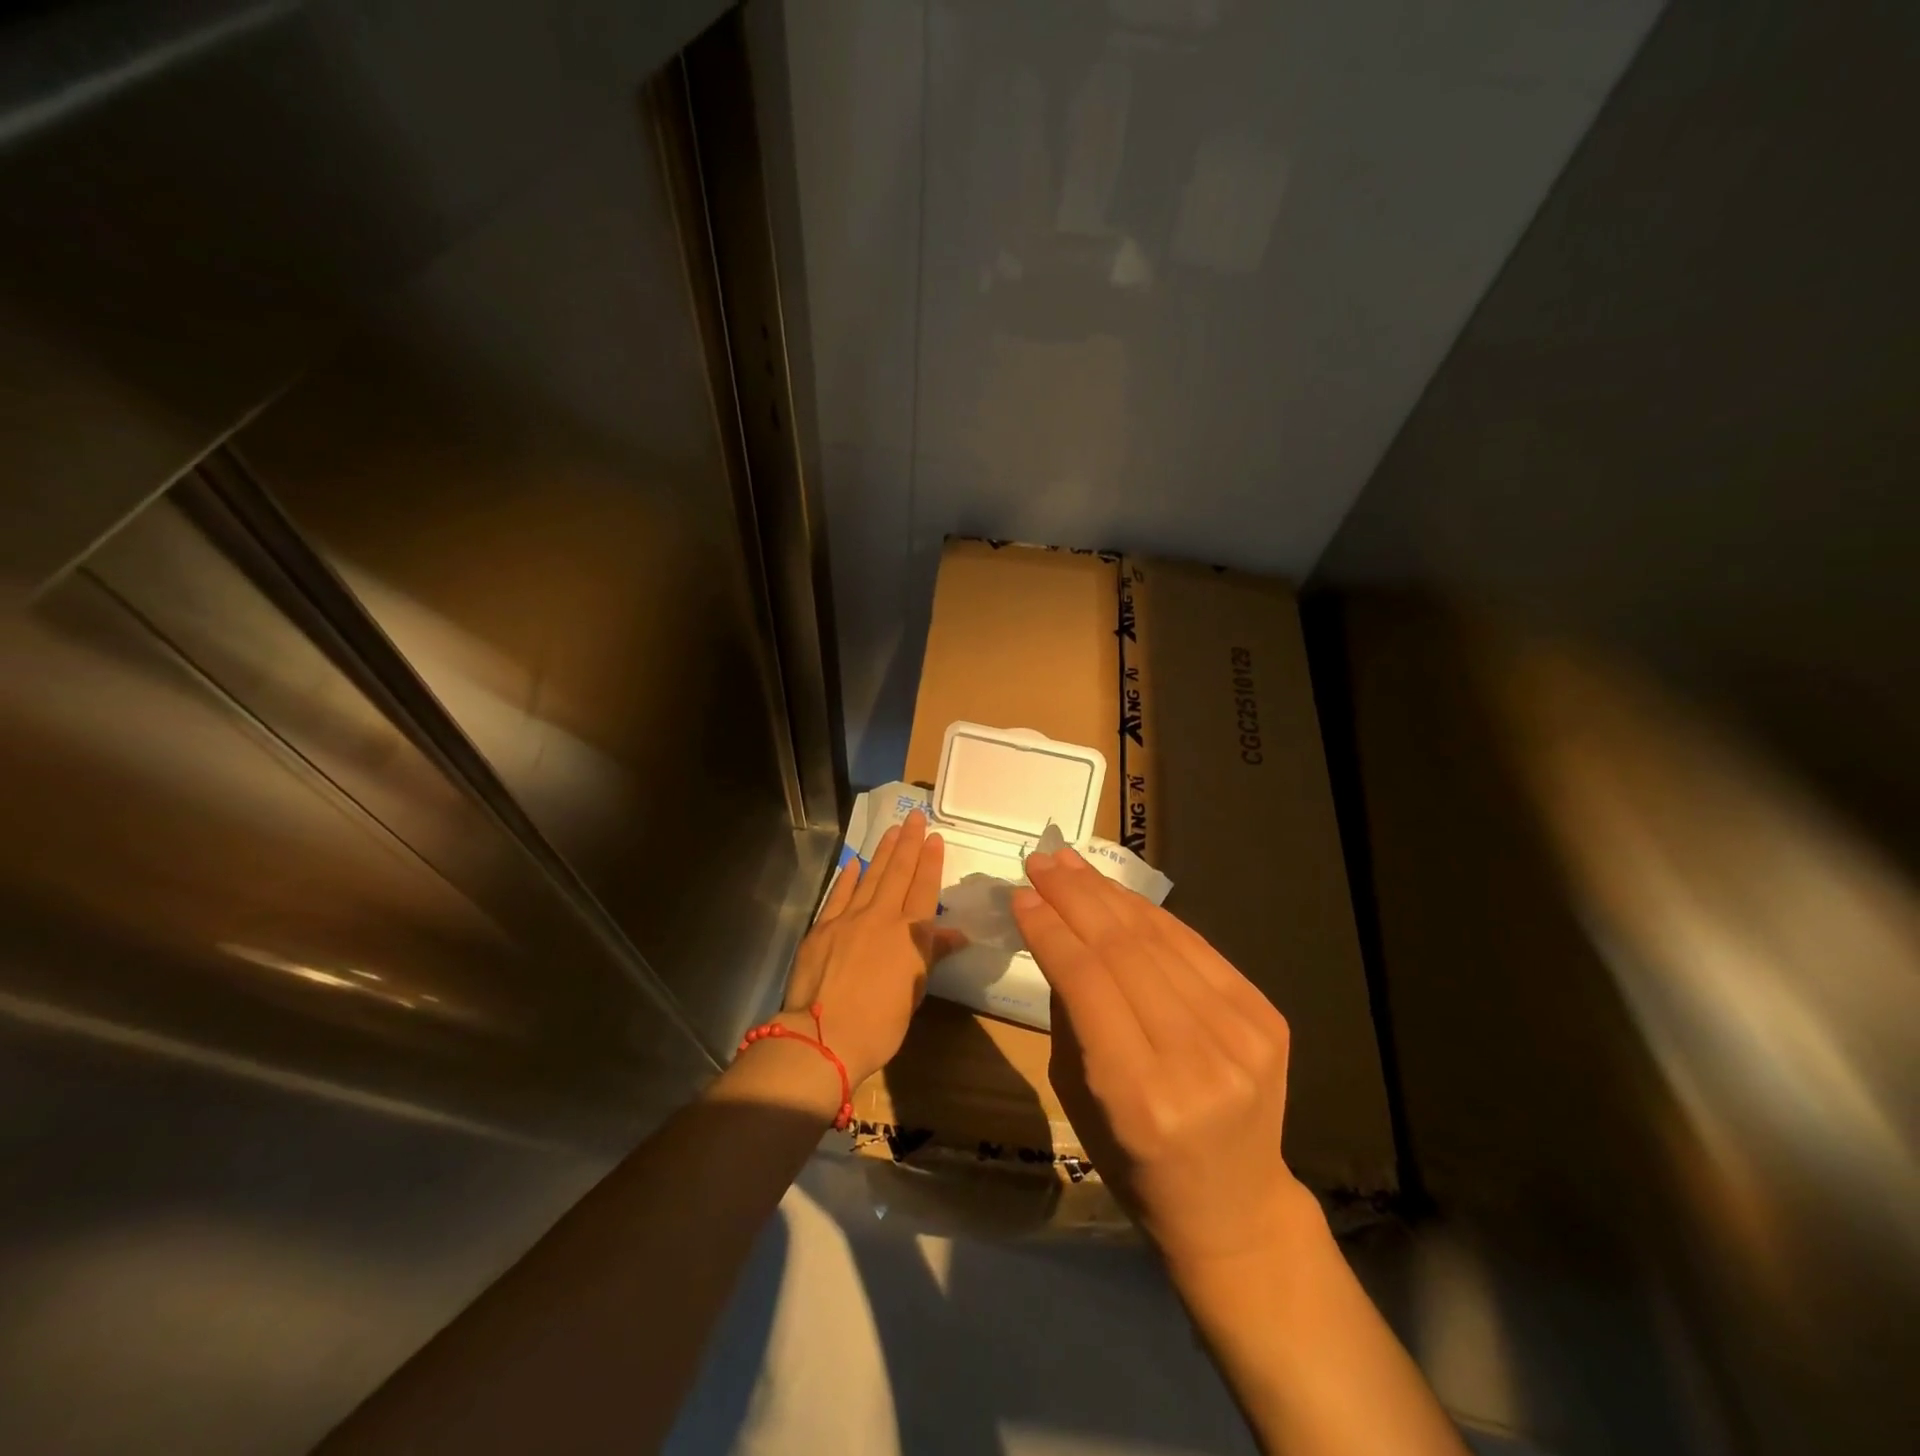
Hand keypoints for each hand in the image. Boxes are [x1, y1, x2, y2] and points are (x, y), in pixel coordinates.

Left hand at [778, 809, 955, 1088]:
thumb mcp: (915, 992)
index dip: (930, 861)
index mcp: (908, 934)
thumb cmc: (880, 1023)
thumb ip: (931, 954)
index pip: (924, 888)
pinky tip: (854, 863)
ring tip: (891, 829)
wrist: (824, 1036)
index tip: (934, 836)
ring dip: (881, 851)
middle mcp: (880, 917)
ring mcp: (848, 919)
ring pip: (869, 876)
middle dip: (908, 842)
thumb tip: (956, 934)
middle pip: (897, 872)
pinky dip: (848, 877)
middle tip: (913, 816)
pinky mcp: (821, 928)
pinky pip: (838, 895)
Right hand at [1012, 846, 1303, 1271]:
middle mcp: (1196, 1061)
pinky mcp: (1266, 1017)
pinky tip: (1117, 893)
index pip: (1087, 982)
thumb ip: (1071, 1012)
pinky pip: (1194, 947)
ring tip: (1071, 863)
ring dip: (1108, 893)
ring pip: (1160, 938)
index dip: (1050, 929)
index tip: (1020, 895)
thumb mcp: (1078, 1096)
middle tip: (1039, 862)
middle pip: (1124, 949)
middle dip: (1074, 896)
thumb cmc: (1134, 1164)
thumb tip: (1055, 931)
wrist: (1234, 1206)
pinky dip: (1150, 915)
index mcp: (1139, 1097)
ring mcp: (1241, 1035)